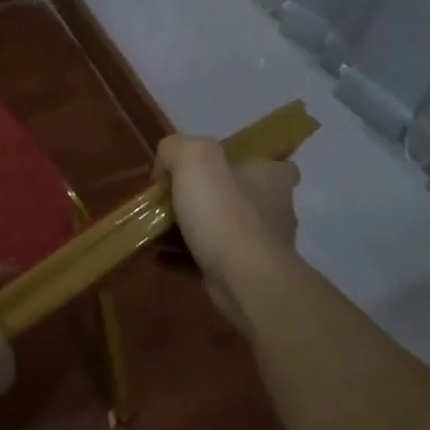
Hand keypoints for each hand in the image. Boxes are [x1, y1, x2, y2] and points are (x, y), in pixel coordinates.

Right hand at [154, 136, 298, 325]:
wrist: (243, 280)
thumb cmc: (225, 212)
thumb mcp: (193, 158)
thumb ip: (175, 149)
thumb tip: (164, 167)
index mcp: (272, 177)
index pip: (272, 163)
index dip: (246, 162)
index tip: (215, 168)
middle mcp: (274, 209)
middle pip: (239, 196)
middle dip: (208, 197)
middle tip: (172, 198)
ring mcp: (261, 246)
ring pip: (221, 229)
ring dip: (191, 229)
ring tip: (155, 229)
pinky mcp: (244, 274)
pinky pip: (207, 259)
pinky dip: (183, 256)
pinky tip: (158, 255)